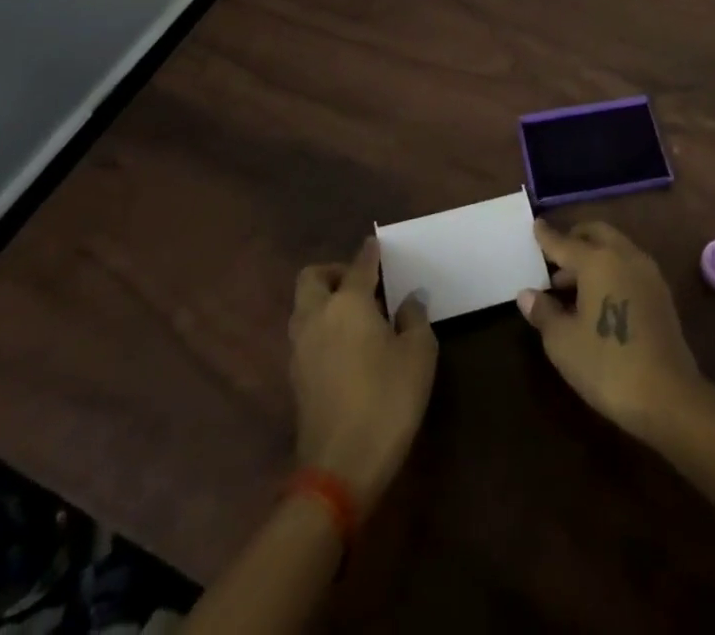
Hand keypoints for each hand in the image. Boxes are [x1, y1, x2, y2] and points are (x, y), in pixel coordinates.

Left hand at [289, 238, 436, 514]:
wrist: (340, 468)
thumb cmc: (387, 400)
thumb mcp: (418, 355)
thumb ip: (414, 319)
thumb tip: (408, 301)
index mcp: (347, 303)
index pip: (359, 265)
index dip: (371, 252)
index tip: (378, 245)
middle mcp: (317, 316)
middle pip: (312, 277)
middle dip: (334, 272)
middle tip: (362, 284)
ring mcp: (300, 348)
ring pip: (303, 306)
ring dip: (324, 300)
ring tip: (356, 315)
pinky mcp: (296, 377)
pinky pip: (305, 335)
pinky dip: (321, 328)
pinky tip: (346, 346)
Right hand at [517, 220, 704, 439]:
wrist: (668, 397)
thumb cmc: (607, 365)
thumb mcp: (563, 342)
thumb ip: (543, 312)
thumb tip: (527, 294)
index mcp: (598, 261)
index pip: (565, 243)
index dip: (547, 236)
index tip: (536, 224)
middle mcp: (625, 256)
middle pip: (596, 234)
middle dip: (575, 238)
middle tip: (555, 256)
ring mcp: (647, 273)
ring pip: (615, 248)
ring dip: (593, 255)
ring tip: (571, 284)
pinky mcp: (661, 293)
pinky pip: (629, 265)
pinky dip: (611, 268)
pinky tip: (598, 297)